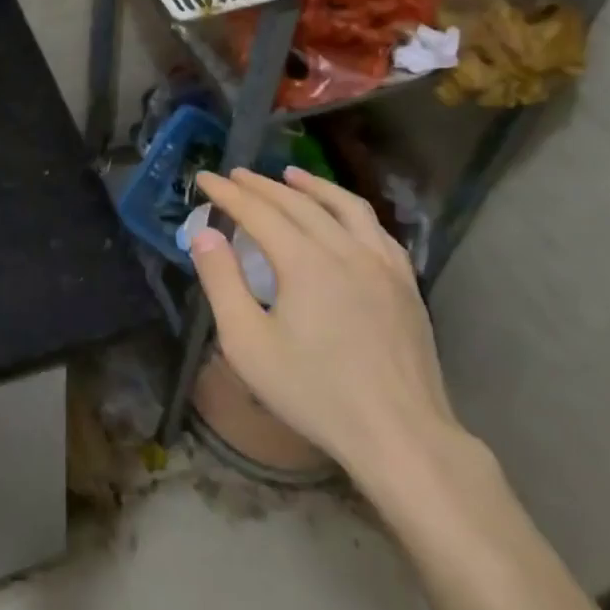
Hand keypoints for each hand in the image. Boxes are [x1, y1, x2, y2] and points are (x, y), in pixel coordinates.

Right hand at [189, 166, 460, 483]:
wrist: (400, 434)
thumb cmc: (314, 392)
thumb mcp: (248, 343)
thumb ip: (222, 282)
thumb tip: (203, 234)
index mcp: (305, 261)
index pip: (258, 211)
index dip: (228, 193)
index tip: (204, 178)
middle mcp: (346, 249)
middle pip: (298, 203)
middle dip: (262, 185)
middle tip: (236, 175)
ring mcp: (383, 264)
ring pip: (345, 207)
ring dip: (313, 186)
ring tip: (290, 175)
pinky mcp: (406, 284)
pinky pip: (376, 230)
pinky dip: (351, 212)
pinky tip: (345, 218)